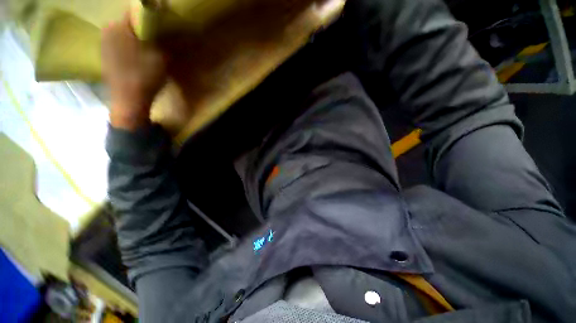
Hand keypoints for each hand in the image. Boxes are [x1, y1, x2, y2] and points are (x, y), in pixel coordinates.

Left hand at [102, 13, 166, 130]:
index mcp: (119, 26)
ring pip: (122, 32)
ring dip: (134, 36)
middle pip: (127, 22)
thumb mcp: (161, 58)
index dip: (149, 15)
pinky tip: (136, 55)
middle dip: (141, 26)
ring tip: (146, 46)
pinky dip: (127, 45)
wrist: (128, 100)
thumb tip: (164, 31)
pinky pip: (117, 43)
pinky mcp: (104, 55)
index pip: (135, 11)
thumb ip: (162, 41)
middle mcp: (107, 30)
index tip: (160, 22)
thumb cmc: (145, 77)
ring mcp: (103, 43)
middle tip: (155, 36)